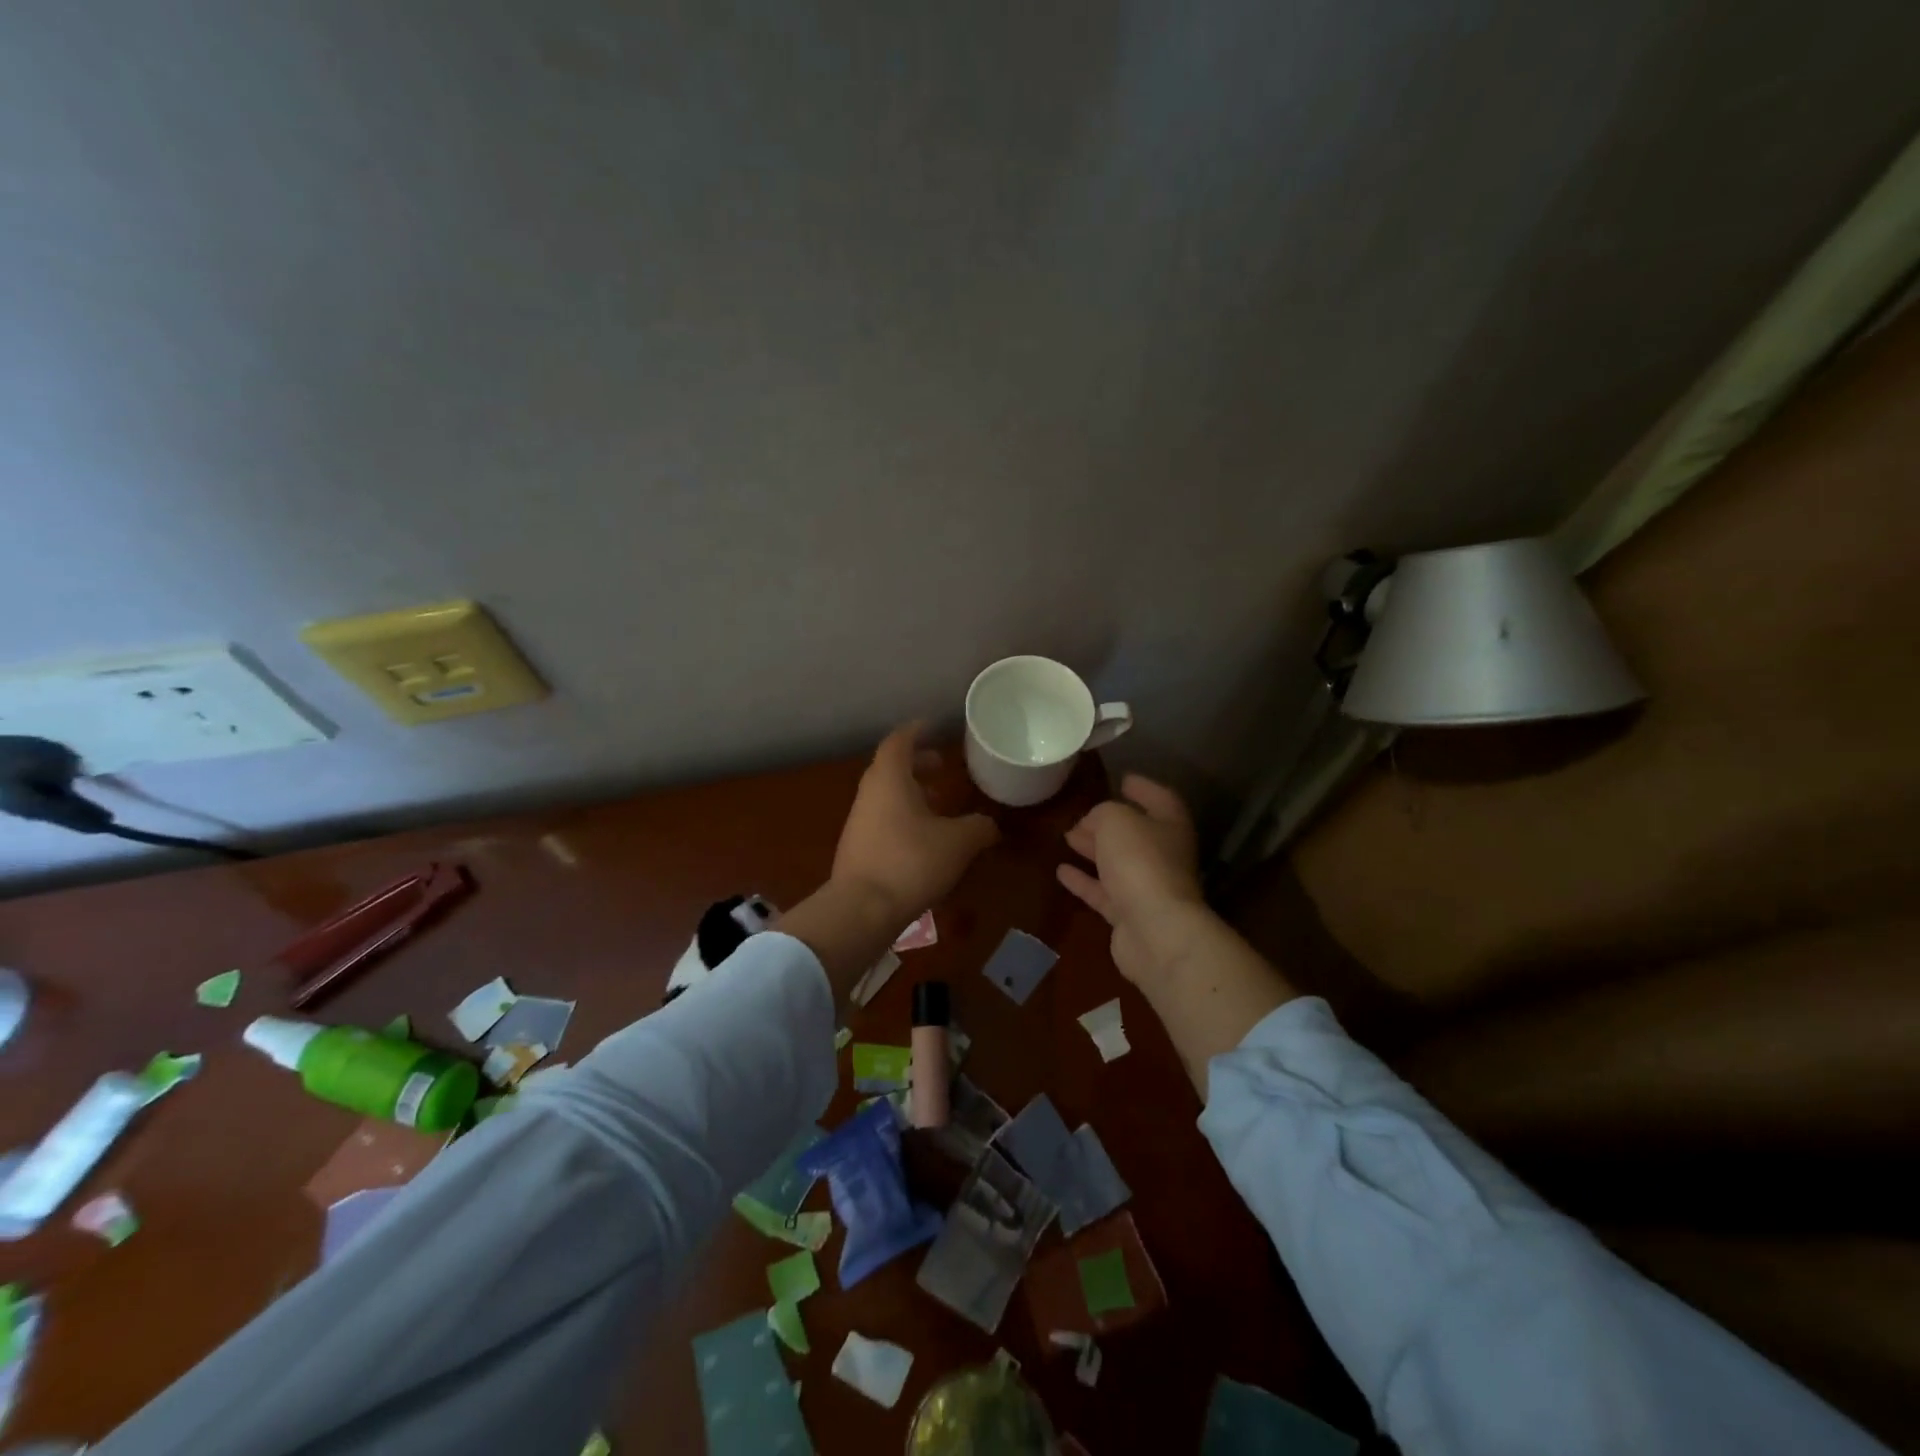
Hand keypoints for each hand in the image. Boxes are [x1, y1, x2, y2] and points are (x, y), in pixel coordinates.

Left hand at [831, 722, 999, 927]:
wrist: (861, 910)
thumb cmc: (911, 862)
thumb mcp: (958, 843)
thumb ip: (979, 827)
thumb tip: (990, 825)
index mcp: (889, 779)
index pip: (899, 741)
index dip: (917, 731)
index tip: (933, 727)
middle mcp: (869, 794)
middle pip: (890, 767)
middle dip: (916, 763)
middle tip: (941, 766)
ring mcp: (858, 822)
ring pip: (885, 795)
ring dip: (910, 792)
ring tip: (938, 804)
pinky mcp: (856, 849)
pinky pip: (881, 820)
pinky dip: (902, 817)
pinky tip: (923, 839)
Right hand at [1058, 775, 1208, 987]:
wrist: (1155, 930)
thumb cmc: (1140, 862)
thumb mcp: (1115, 820)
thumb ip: (1102, 813)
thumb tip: (1093, 822)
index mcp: (1171, 826)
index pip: (1160, 799)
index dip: (1143, 788)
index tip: (1122, 779)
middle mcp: (1164, 855)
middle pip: (1136, 834)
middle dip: (1108, 823)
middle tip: (1081, 815)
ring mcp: (1148, 888)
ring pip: (1117, 863)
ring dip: (1094, 850)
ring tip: (1067, 838)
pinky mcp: (1129, 916)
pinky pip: (1103, 892)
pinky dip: (1084, 881)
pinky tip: (1061, 872)